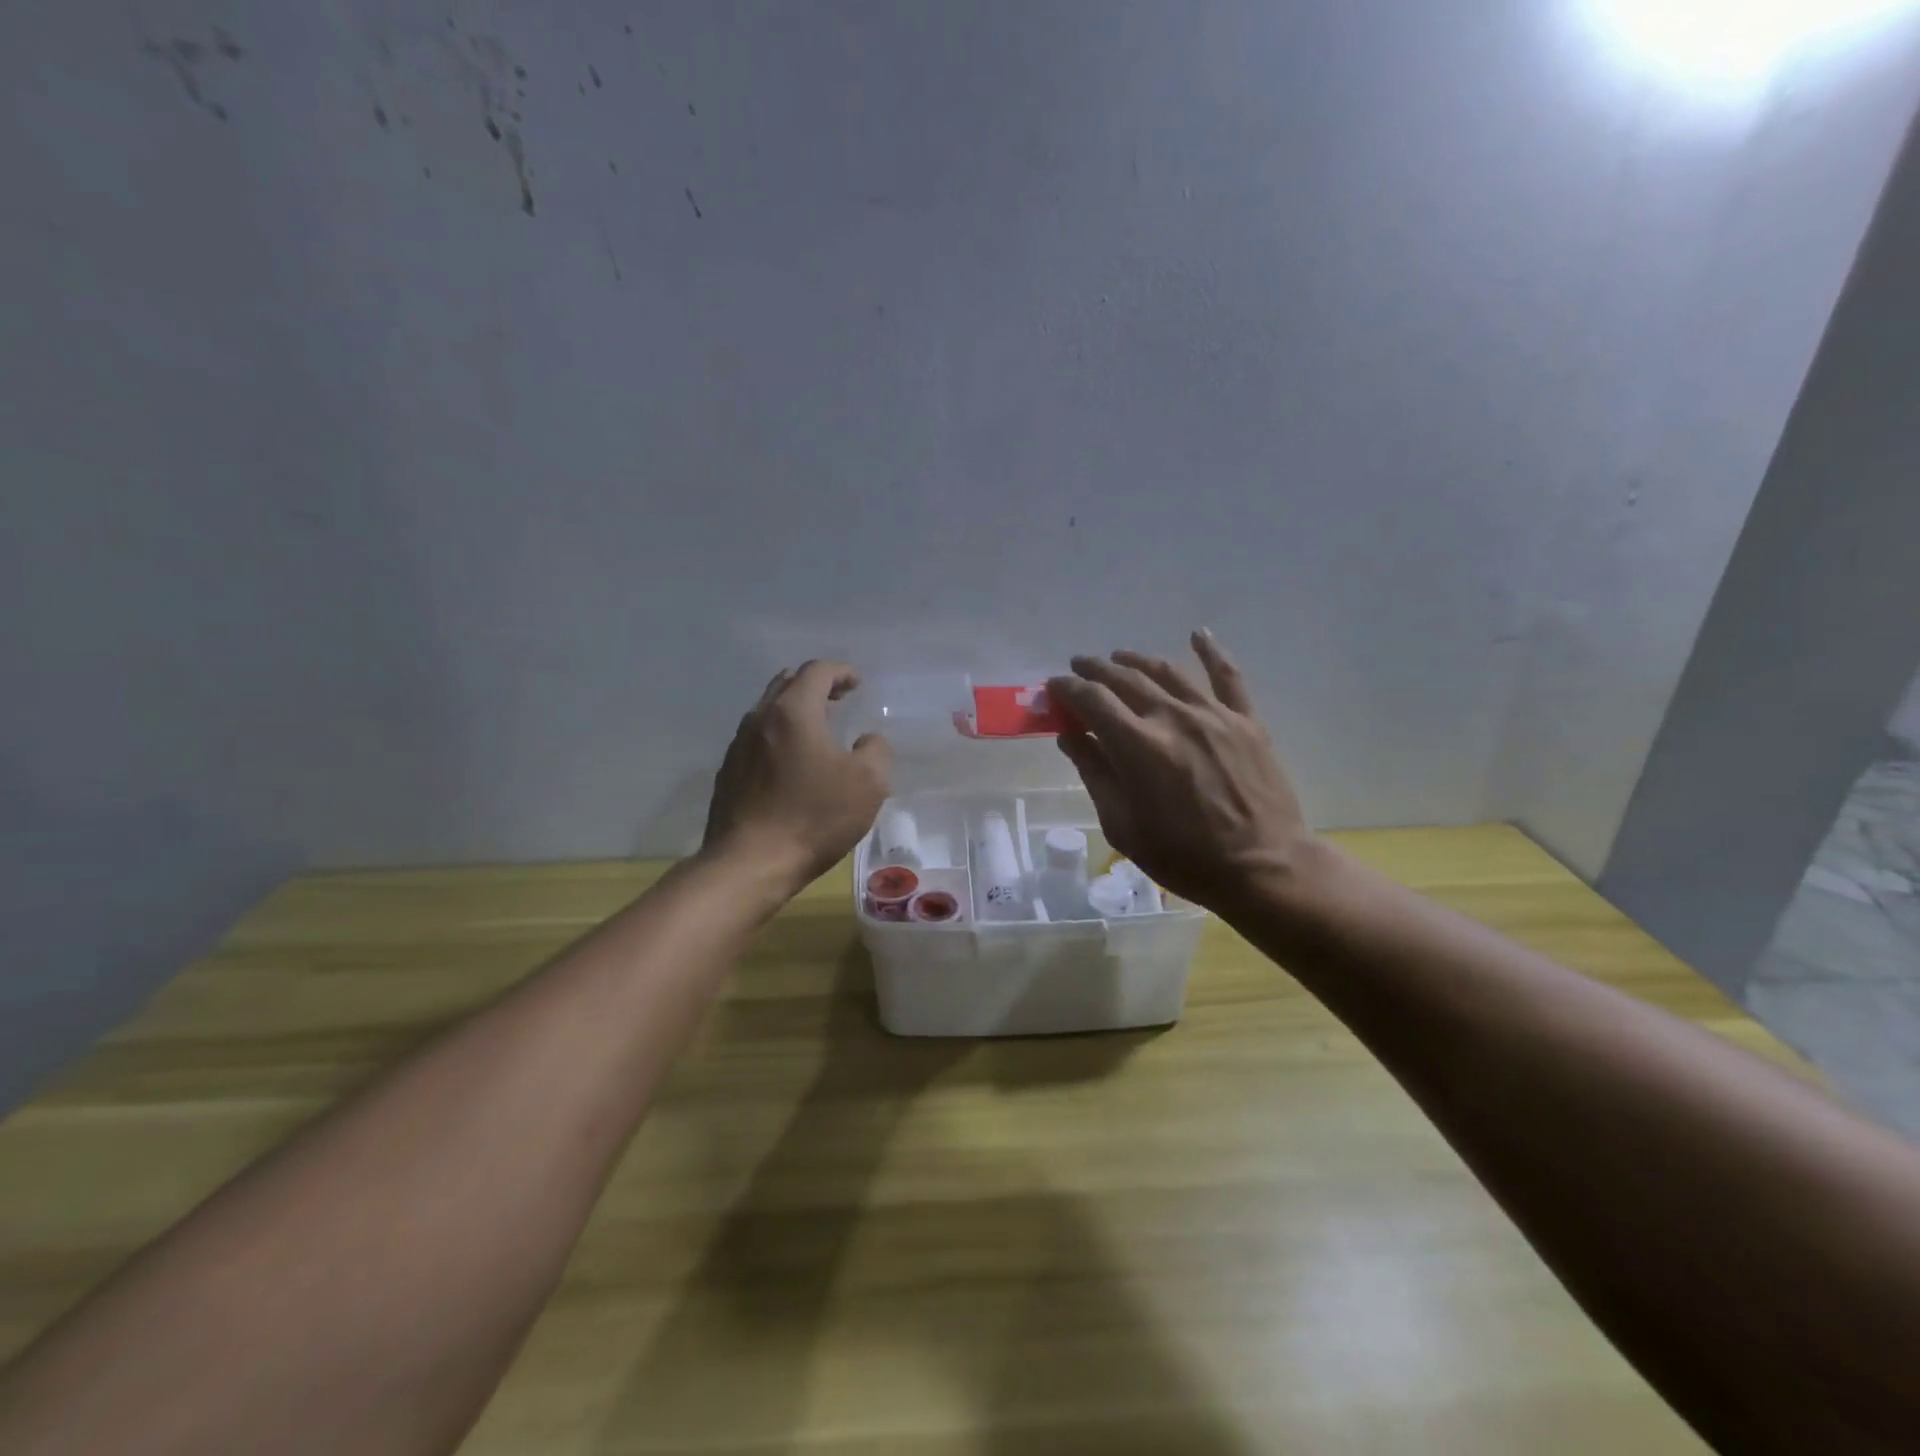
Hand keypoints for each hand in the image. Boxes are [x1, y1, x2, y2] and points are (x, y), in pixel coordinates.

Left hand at [702, 661, 892, 890]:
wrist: (750, 863)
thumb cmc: (814, 817)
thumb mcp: (868, 784)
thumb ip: (876, 751)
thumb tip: (868, 740)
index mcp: (793, 711)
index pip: (817, 671)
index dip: (841, 672)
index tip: (858, 684)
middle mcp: (760, 719)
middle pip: (786, 684)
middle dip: (815, 685)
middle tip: (838, 699)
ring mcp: (738, 746)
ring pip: (768, 712)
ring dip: (794, 712)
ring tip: (817, 730)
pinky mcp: (728, 774)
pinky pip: (757, 740)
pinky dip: (778, 738)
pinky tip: (791, 764)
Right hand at [1046, 632, 1314, 911]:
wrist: (1263, 868)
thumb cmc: (1184, 856)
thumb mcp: (1122, 825)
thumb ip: (1094, 773)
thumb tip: (1070, 736)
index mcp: (1137, 745)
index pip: (1091, 700)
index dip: (1067, 688)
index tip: (1054, 687)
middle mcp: (1172, 717)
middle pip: (1125, 678)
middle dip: (1096, 669)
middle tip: (1080, 667)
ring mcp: (1213, 715)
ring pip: (1167, 672)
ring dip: (1137, 660)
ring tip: (1119, 657)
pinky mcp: (1246, 721)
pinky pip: (1228, 677)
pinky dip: (1211, 652)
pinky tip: (1198, 635)